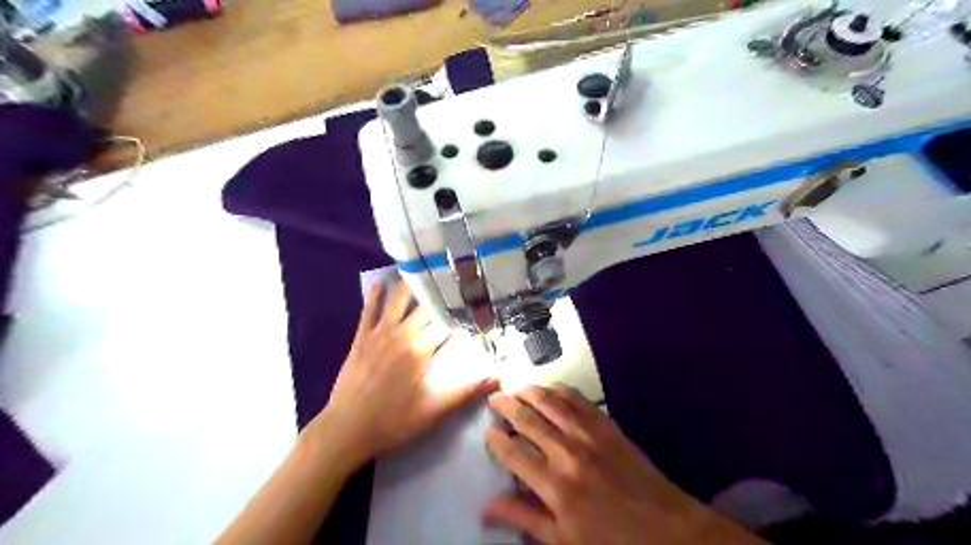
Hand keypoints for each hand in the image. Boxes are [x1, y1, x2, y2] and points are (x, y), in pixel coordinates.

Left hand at [311, 282, 495, 468]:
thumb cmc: (395, 420)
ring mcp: (380, 333)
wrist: (347, 429)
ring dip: (411, 284)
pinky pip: (369, 310)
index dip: (464, 312)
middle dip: (443, 294)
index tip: (477, 303)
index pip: (448, 323)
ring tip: (424, 269)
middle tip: (456, 281)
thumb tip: (500, 377)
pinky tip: (381, 281)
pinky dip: (376, 295)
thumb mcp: (436, 410)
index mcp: (421, 349)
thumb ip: (468, 391)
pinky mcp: (362, 338)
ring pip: (399, 300)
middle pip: (426, 307)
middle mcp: (402, 333)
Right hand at [483, 386, 765, 544]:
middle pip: (529, 420)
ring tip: (517, 387)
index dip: (496, 440)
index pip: (514, 453)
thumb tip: (488, 508)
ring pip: (552, 403)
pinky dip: (560, 390)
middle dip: (507, 406)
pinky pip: (579, 400)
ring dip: (531, 392)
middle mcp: (568, 452)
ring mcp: (590, 435)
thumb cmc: (613, 543)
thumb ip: (525, 519)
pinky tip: (551, 387)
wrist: (670, 531)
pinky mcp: (608, 426)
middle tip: (494, 398)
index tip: (488, 432)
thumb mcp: (564, 542)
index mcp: (555, 486)